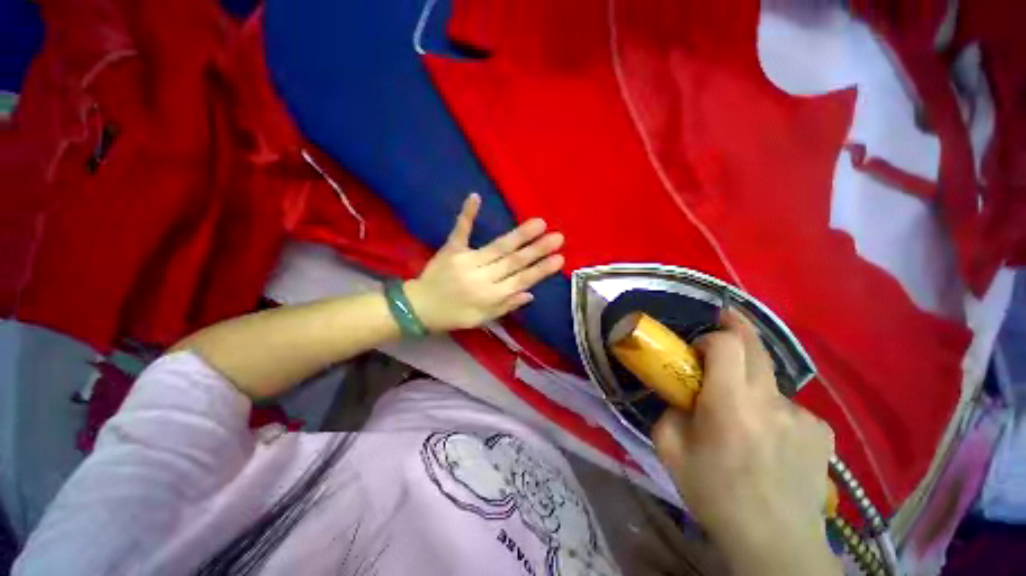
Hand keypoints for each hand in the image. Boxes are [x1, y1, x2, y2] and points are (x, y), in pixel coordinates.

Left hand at [404, 193, 564, 332]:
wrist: (420, 308)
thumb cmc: (454, 315)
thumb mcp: (483, 319)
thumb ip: (506, 305)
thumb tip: (531, 293)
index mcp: (490, 296)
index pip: (521, 281)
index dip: (540, 270)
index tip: (559, 259)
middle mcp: (481, 277)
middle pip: (513, 262)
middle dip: (537, 249)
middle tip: (557, 237)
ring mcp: (466, 261)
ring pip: (497, 247)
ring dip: (519, 235)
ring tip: (539, 223)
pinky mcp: (451, 250)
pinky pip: (460, 231)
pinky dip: (467, 214)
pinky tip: (475, 197)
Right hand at [653, 309, 840, 575]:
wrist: (775, 543)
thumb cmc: (716, 495)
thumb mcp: (670, 450)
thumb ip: (668, 412)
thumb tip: (679, 397)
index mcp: (731, 404)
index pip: (728, 344)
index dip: (712, 337)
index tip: (700, 348)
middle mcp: (771, 401)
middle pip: (756, 347)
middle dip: (736, 328)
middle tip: (723, 322)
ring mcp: (802, 416)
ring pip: (770, 381)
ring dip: (750, 384)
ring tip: (744, 419)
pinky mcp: (821, 431)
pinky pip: (789, 408)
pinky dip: (773, 412)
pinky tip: (771, 443)